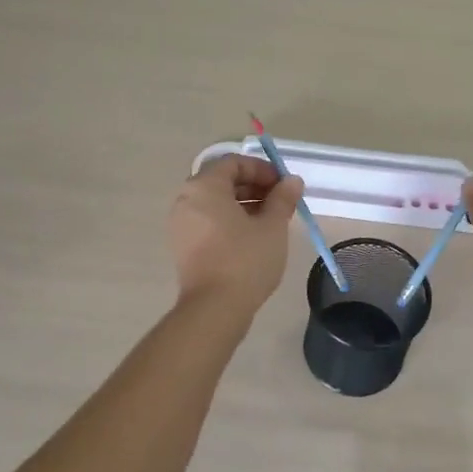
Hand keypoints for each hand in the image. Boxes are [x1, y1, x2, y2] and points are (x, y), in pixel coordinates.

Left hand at [169, 154, 303, 311]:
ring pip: (215, 203)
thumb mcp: (272, 226)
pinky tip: (252, 238)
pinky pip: (207, 221)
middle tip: (280, 203)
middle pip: (222, 181)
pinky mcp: (182, 246)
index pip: (233, 163)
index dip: (262, 169)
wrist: (214, 308)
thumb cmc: (245, 259)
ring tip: (270, 221)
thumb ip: (283, 198)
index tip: (283, 185)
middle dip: (254, 187)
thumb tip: (292, 181)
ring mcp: (180, 224)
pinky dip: (229, 221)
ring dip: (243, 205)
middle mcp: (186, 199)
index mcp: (204, 187)